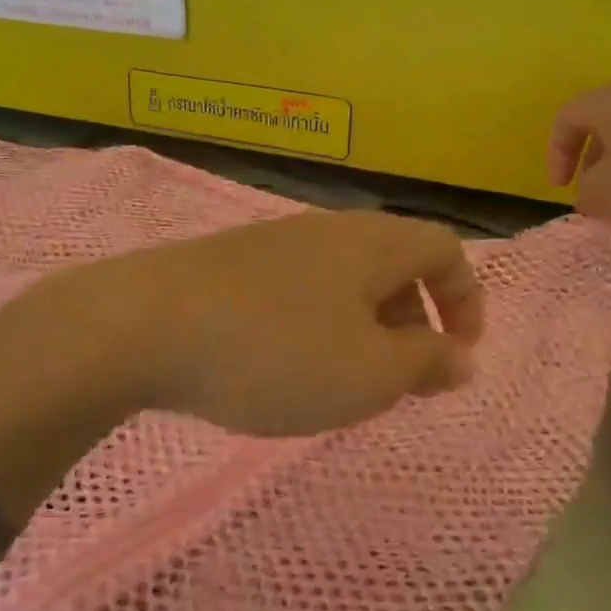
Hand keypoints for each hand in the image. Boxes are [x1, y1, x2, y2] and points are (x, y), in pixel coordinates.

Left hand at [101, 210, 485, 437]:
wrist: (144, 325)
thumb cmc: (276, 351)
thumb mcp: (369, 373)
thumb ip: (425, 363)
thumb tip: (461, 356)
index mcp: (371, 243)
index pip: (444, 248)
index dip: (466, 298)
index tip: (459, 355)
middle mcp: (325, 230)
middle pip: (393, 263)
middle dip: (413, 320)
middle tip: (403, 378)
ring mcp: (272, 244)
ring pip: (342, 280)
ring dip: (361, 327)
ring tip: (345, 380)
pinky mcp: (229, 267)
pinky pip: (297, 291)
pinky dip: (314, 326)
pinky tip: (285, 366)